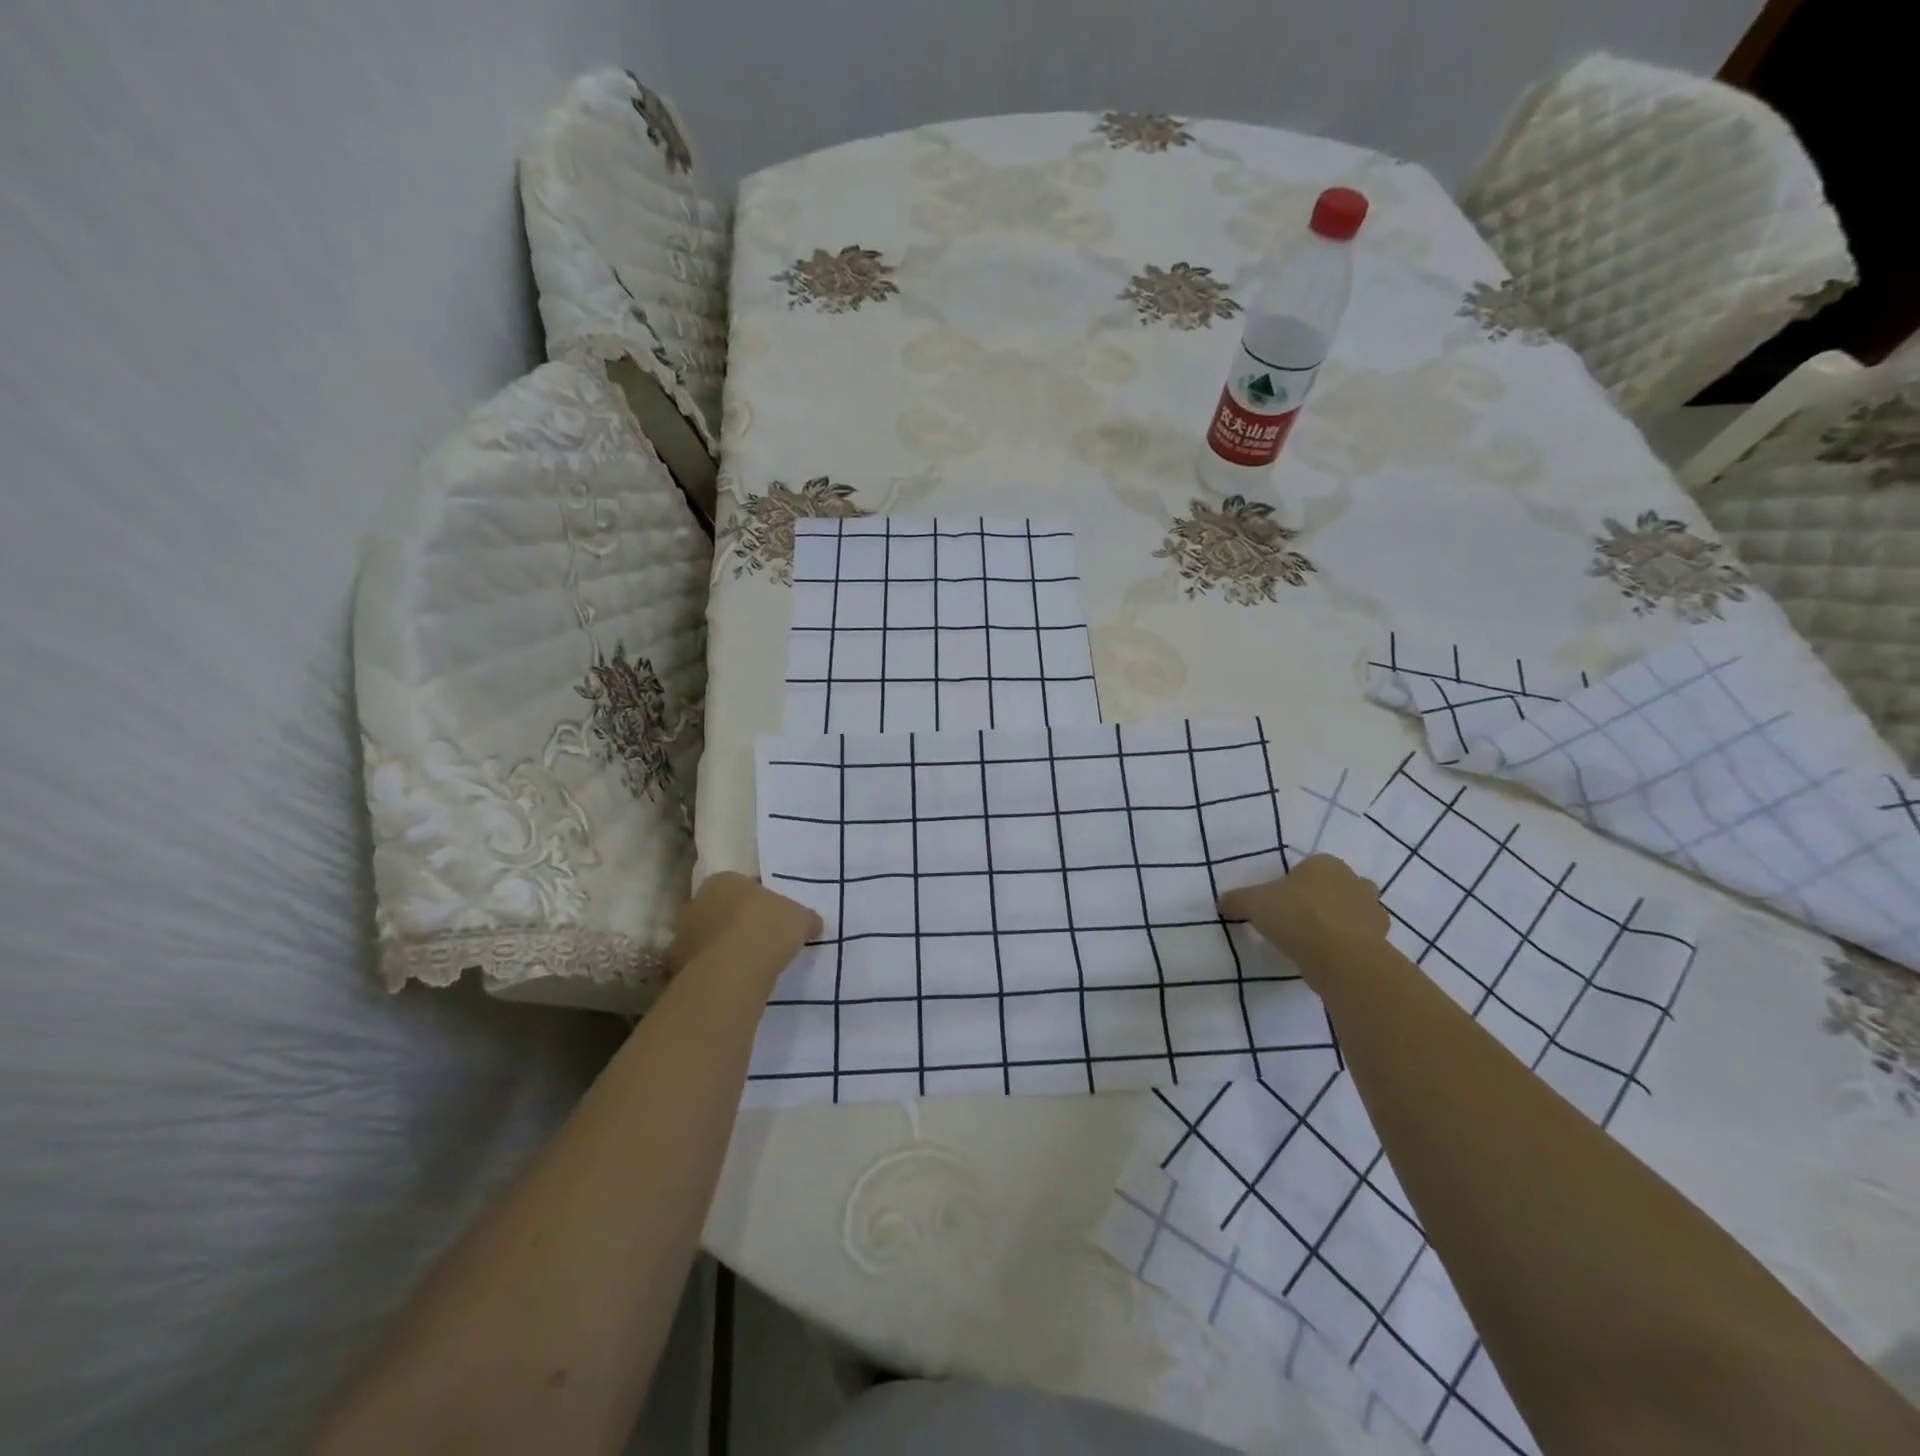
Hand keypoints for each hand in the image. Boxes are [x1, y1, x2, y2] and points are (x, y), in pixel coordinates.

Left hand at [666, 872, 820, 986]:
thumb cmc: (767, 928)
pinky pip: (703, 966)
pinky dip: (716, 972)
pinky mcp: (677, 968)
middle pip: (723, 911)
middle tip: (764, 941)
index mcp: (724, 880)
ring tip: (751, 966)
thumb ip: (805, 918)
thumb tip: (812, 925)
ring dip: (725, 949)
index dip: (763, 902)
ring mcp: (683, 936)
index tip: (777, 918)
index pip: (745, 886)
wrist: (733, 970)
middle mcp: (697, 902)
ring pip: (710, 939)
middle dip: (739, 924)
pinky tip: (735, 983)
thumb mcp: (801, 918)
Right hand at [1218, 855, 1388, 989]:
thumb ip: (1237, 900)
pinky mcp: (1382, 941)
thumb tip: (1223, 903)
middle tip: (1297, 920)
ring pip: (1352, 912)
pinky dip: (1348, 945)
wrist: (1341, 958)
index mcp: (1325, 864)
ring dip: (1338, 923)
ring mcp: (1372, 911)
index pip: (1309, 867)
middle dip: (1322, 900)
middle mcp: (1354, 881)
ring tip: (1313, 942)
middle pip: (1335, 887)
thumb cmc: (1297, 916)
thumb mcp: (1253, 904)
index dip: (1293, 884)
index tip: (1279, 904)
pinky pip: (1360, 939)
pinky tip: (1328, 958)